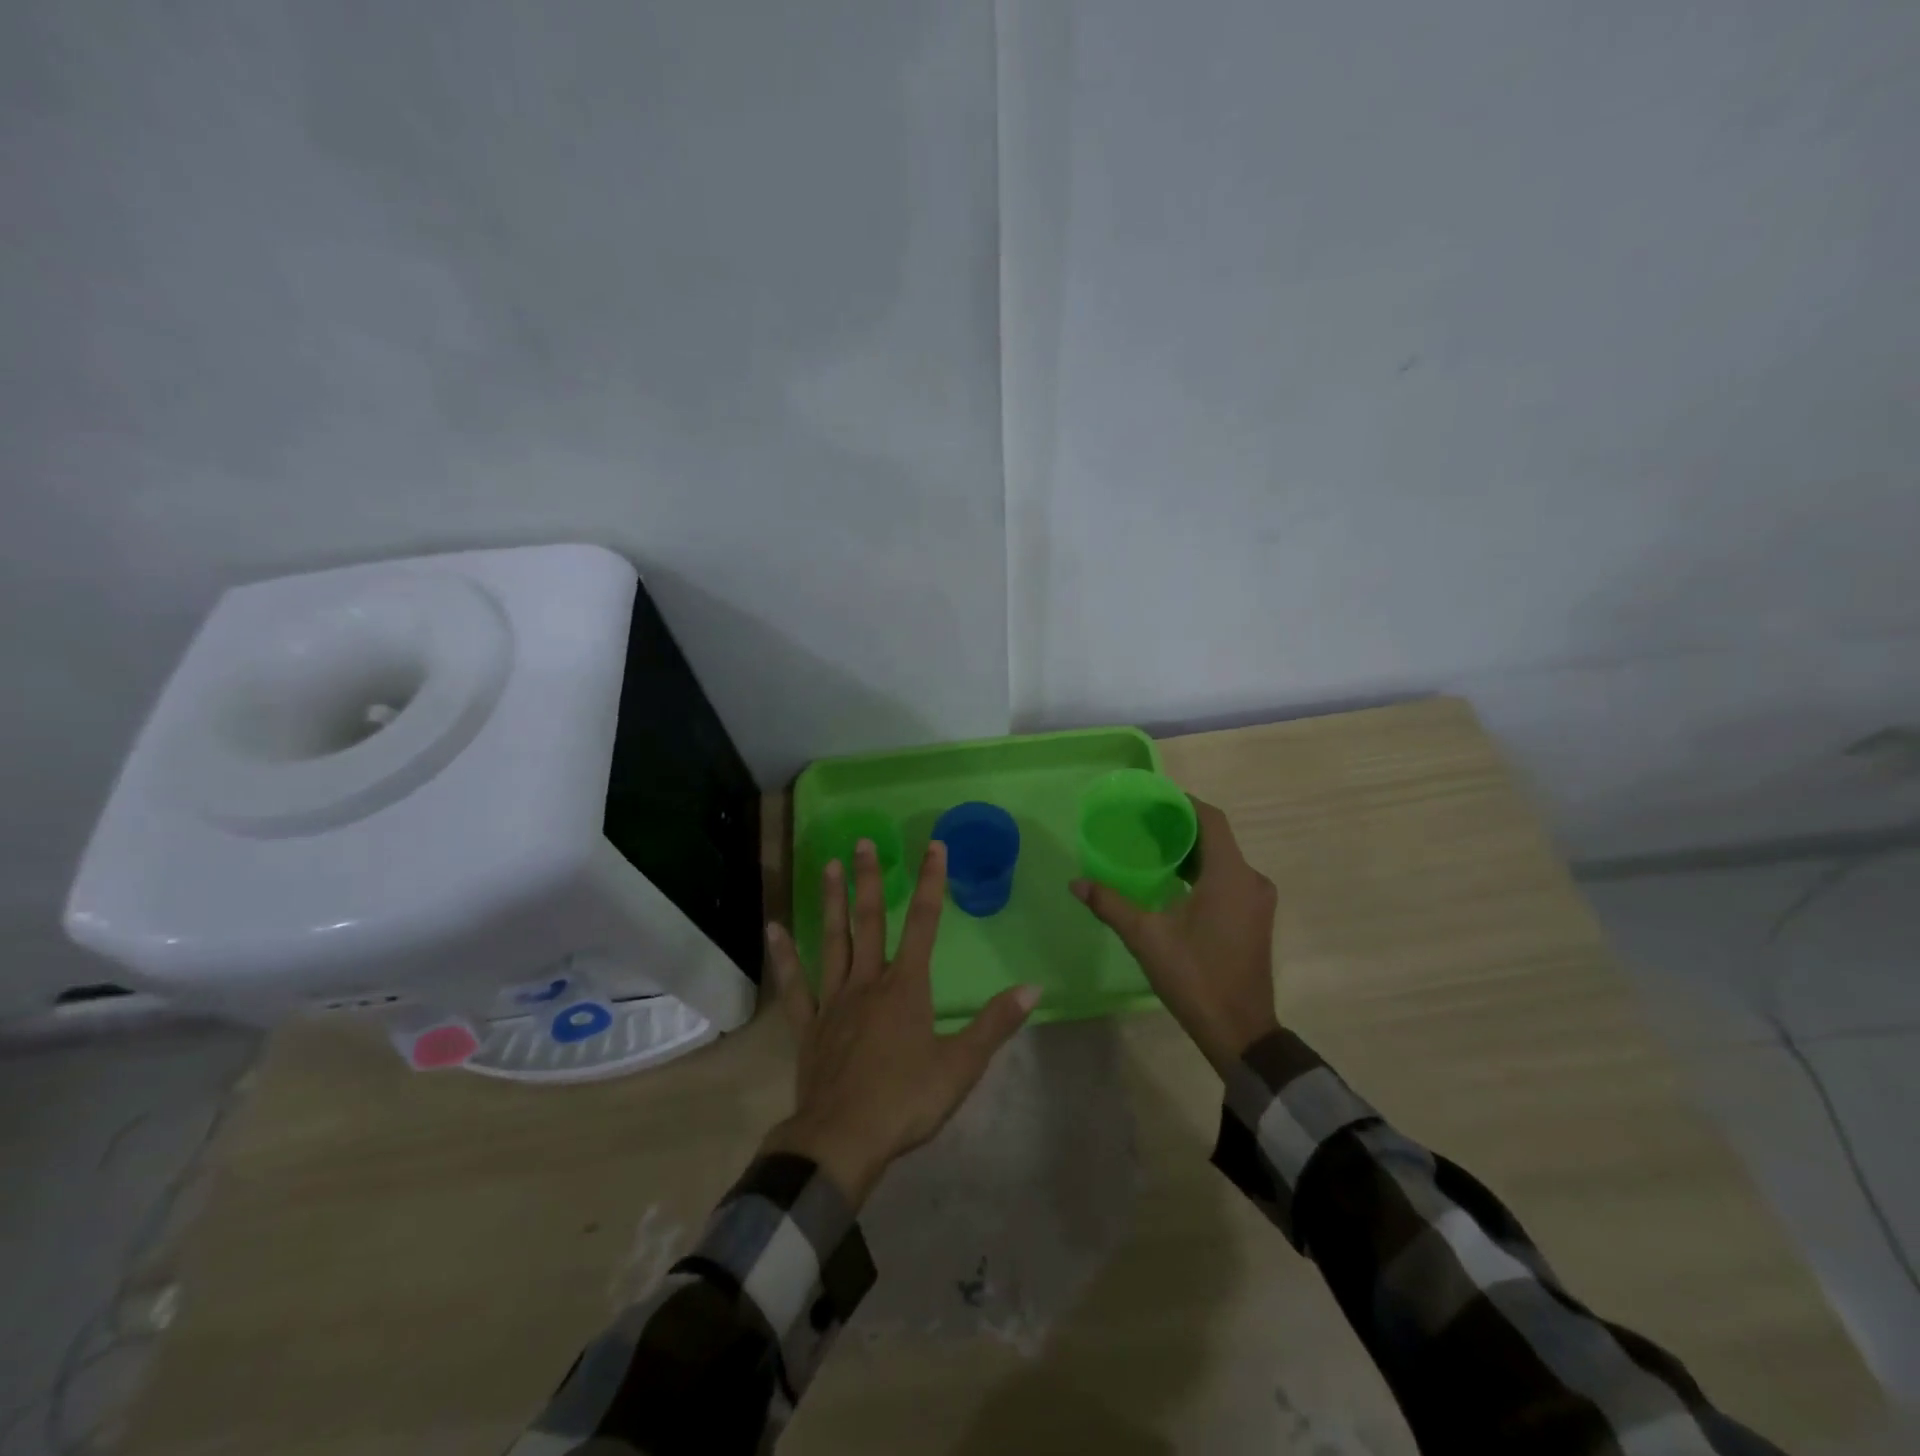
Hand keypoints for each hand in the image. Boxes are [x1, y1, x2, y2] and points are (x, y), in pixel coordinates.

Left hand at [762, 838, 1040, 1206]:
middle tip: (864, 842)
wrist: (843, 1141)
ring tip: (830, 865)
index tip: (934, 846)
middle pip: (869, 922)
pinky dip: (784, 956)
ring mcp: (834, 1001)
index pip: (923, 923)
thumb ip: (996, 1023)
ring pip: (833, 941)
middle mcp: (868, 982)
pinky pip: (795, 985)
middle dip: (870, 880)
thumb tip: (1033, 987)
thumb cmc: (906, 1101)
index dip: (931, 882)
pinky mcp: (809, 1026)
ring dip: (832, 902)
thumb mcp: (962, 1065)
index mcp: (907, 987)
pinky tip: (774, 928)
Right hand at [1071, 796, 1278, 1076]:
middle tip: (1142, 824)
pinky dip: (1203, 872)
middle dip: (1180, 827)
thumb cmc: (1195, 977)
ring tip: (1152, 850)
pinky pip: (1229, 879)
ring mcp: (1257, 900)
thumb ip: (1111, 904)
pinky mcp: (1255, 918)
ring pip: (1223, 860)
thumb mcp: (1146, 937)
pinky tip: (1173, 883)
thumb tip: (1076, 882)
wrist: (1240, 1031)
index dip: (1183, 804)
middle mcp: (1251, 880)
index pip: (1210, 819)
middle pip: (1216, 837)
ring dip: (1191, 852)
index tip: (1151, 800)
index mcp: (1230, 875)